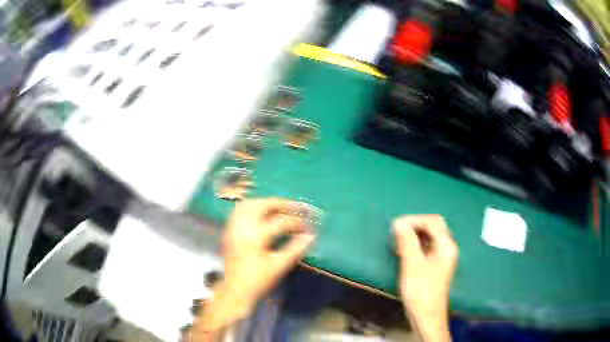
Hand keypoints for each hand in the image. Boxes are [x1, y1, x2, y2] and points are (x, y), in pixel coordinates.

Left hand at [195, 198, 315, 332]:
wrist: (235, 290)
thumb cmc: (258, 281)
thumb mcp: (279, 266)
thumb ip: (296, 249)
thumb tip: (311, 236)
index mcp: (255, 237)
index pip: (281, 222)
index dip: (297, 223)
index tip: (309, 227)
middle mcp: (243, 227)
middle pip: (263, 205)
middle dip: (282, 204)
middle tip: (297, 207)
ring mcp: (234, 227)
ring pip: (249, 205)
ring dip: (266, 203)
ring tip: (280, 207)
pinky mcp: (229, 231)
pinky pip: (240, 211)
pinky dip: (253, 208)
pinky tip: (261, 213)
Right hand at [394, 215, 457, 341]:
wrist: (427, 316)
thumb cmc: (421, 292)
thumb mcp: (412, 265)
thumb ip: (407, 242)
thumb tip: (399, 223)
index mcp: (446, 246)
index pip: (432, 221)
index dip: (414, 220)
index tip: (395, 226)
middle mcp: (448, 248)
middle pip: (434, 226)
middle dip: (415, 225)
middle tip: (398, 232)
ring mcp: (443, 256)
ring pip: (430, 236)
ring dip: (415, 234)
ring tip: (399, 242)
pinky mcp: (437, 264)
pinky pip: (428, 246)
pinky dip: (416, 244)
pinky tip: (405, 251)